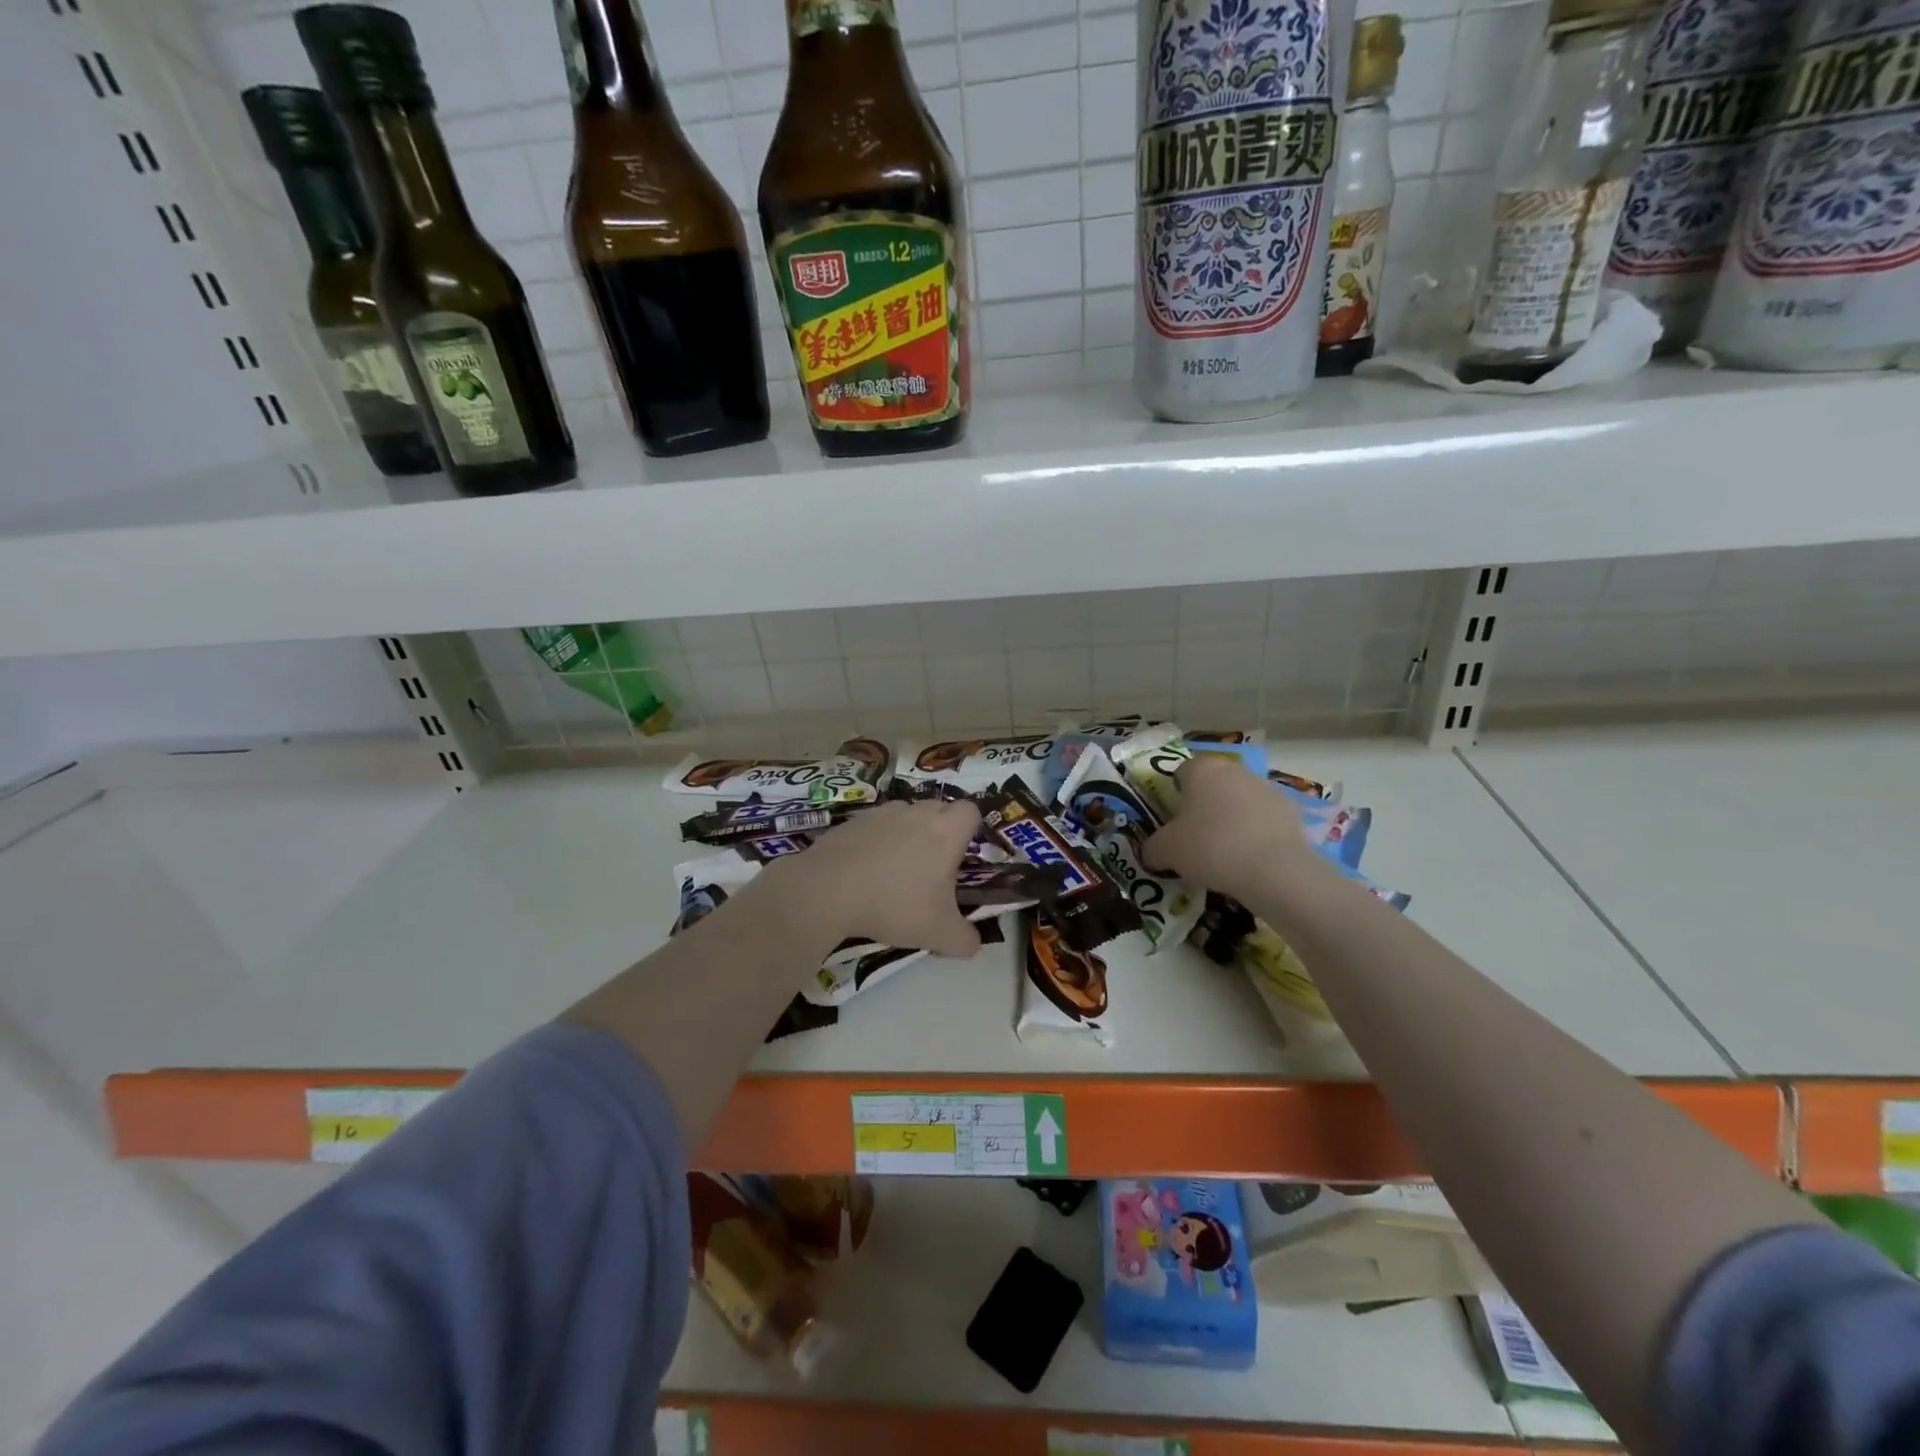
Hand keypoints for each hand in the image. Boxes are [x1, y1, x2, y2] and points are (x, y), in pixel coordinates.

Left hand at [766, 798, 982, 958]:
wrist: (828, 890)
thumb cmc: (894, 904)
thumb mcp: (938, 933)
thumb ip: (965, 939)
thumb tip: (973, 943)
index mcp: (946, 832)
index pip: (971, 811)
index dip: (970, 829)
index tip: (961, 854)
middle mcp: (917, 813)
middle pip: (939, 808)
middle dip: (940, 830)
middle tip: (932, 867)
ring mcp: (882, 813)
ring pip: (906, 814)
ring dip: (907, 833)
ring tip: (896, 868)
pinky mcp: (853, 820)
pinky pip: (875, 825)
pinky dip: (876, 840)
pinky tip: (866, 869)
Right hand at [1143, 753, 1320, 904]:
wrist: (1274, 870)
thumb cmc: (1210, 847)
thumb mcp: (1166, 851)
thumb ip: (1152, 848)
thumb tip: (1151, 853)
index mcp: (1202, 769)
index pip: (1181, 772)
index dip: (1174, 795)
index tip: (1173, 822)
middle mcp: (1235, 770)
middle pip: (1213, 785)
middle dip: (1204, 807)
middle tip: (1195, 839)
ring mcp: (1267, 789)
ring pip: (1240, 801)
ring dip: (1232, 820)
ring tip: (1225, 855)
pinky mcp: (1292, 812)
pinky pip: (1264, 821)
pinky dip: (1256, 835)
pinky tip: (1251, 861)